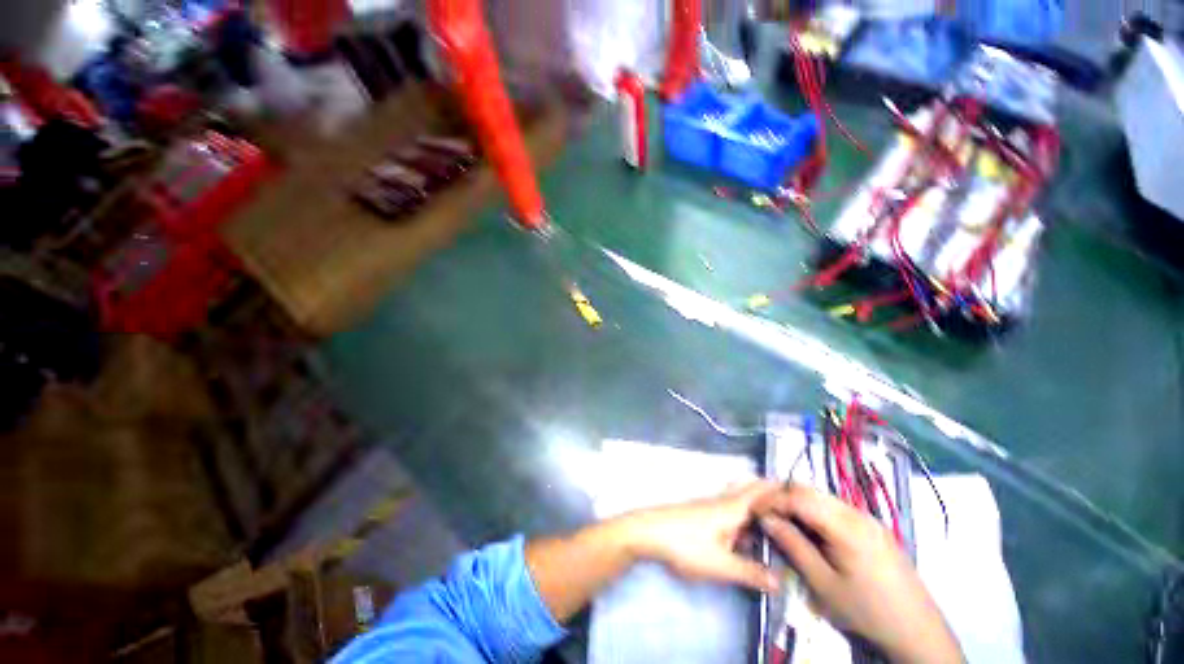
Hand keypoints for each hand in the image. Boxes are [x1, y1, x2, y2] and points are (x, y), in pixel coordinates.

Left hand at [619, 481, 780, 592]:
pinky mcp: (701, 513)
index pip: (763, 492)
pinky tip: (745, 533)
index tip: (806, 496)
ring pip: (740, 498)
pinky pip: (730, 508)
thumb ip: (751, 573)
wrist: (649, 531)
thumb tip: (781, 582)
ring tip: (776, 521)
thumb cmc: (687, 545)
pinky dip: (744, 513)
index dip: (783, 491)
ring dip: (757, 503)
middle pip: (751, 489)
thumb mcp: (722, 566)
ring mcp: (711, 505)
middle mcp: (724, 501)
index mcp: (733, 507)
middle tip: (793, 507)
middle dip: (771, 493)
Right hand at [757, 484, 962, 663]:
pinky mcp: (873, 528)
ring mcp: (867, 519)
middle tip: (764, 512)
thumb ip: (793, 545)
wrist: (918, 630)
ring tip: (781, 520)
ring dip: (798, 503)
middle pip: (810, 490)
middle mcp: (857, 513)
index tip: (753, 508)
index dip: (772, 499)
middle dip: (782, 496)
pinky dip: (814, 512)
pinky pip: (835, 509)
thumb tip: (766, 518)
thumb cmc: (867, 610)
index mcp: (845, 525)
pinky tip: (808, 529)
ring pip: (822, 497)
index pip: (798, 496)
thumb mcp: (823, 583)